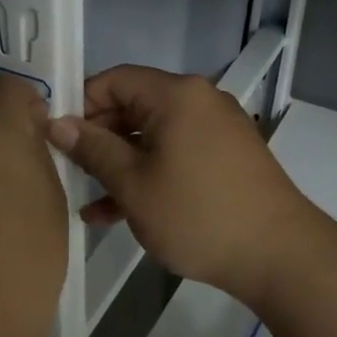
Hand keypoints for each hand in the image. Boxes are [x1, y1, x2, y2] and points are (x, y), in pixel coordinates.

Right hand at [47, 65, 328, 304]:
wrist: (279, 256)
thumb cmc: (198, 214)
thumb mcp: (134, 184)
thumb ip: (93, 149)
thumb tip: (57, 123)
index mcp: (176, 95)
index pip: (114, 79)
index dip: (80, 104)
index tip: (56, 138)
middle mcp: (199, 101)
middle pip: (133, 106)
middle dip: (98, 139)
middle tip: (68, 172)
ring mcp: (216, 129)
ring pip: (152, 136)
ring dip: (120, 164)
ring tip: (87, 200)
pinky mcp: (226, 156)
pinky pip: (175, 153)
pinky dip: (149, 173)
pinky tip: (118, 212)